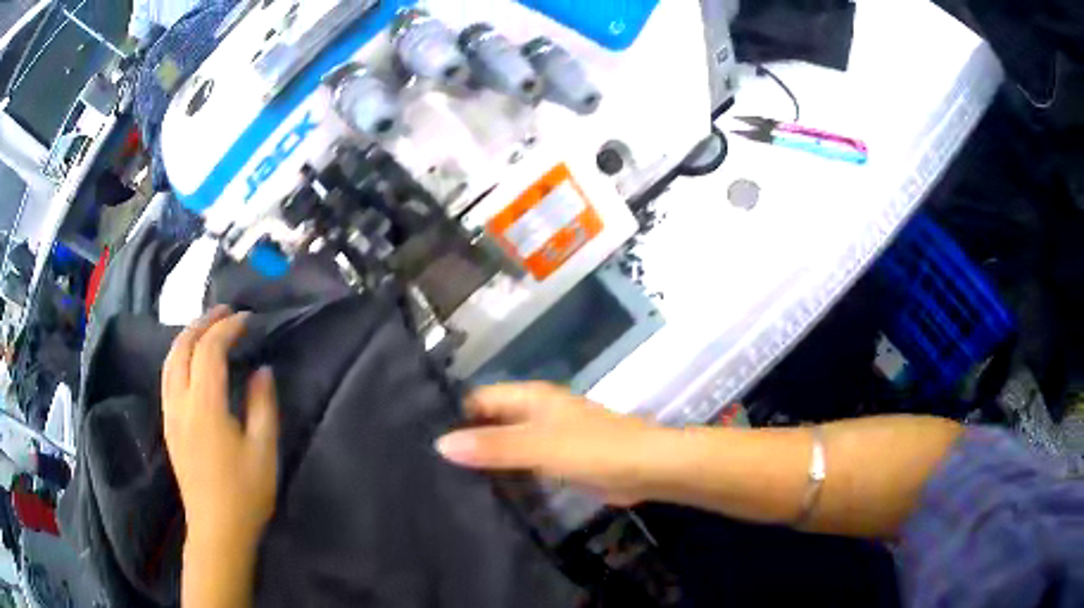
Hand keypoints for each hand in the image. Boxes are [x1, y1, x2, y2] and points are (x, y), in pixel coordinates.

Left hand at [162, 307, 279, 551]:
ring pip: (169, 360)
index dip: (227, 328)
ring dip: (187, 336)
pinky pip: (167, 376)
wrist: (216, 530)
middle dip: (202, 323)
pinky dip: (179, 356)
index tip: (247, 319)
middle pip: (182, 347)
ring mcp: (170, 414)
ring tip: (207, 328)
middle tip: (224, 312)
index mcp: (204, 405)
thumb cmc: (244, 493)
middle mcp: (180, 402)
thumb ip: (263, 405)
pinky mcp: (168, 426)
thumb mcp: (264, 450)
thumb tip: (262, 370)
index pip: (210, 350)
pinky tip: (191, 361)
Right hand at [436, 383, 668, 505]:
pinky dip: (507, 473)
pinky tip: (485, 491)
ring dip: (486, 459)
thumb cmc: (595, 450)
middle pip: (491, 421)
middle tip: (431, 467)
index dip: (454, 416)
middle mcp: (536, 413)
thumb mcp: (539, 447)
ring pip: (507, 444)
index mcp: (531, 398)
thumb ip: (493, 446)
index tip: (423, 440)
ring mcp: (549, 437)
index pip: (479, 399)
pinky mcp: (559, 461)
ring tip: (447, 482)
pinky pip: (524, 463)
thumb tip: (440, 444)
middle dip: (467, 440)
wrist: (648, 469)